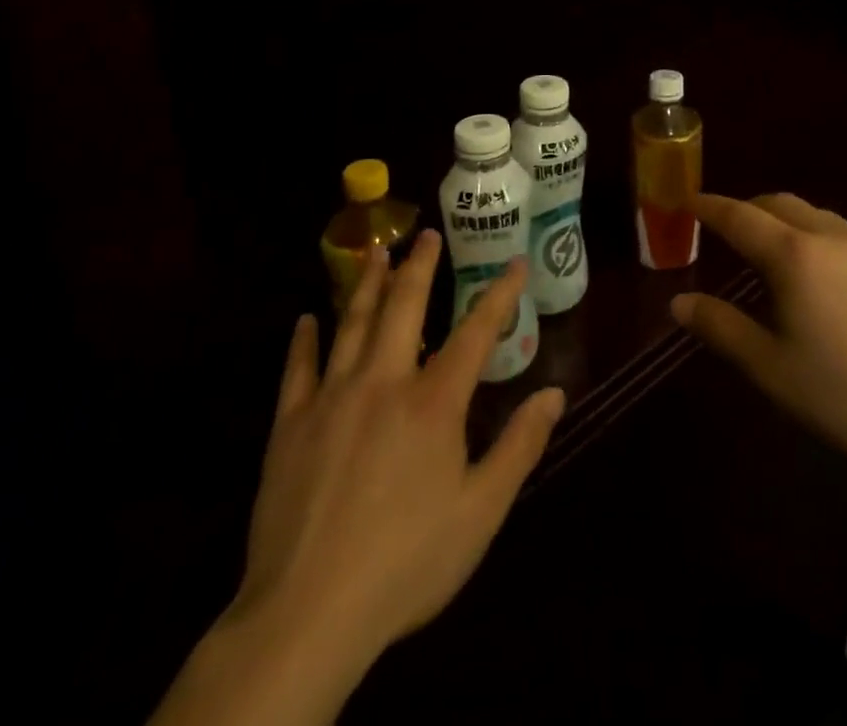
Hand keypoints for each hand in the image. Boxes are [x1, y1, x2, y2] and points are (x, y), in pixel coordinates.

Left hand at [151, 235, 564, 725]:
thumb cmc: (406, 562)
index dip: (500, 294)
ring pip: (353, 322)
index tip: (514, 263)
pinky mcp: (291, 424)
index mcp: (434, 402)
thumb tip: (554, 393)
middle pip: (405, 306)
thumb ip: (519, 446)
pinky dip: (304, 339)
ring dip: (367, 283)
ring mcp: (333, 397)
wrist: (308, 613)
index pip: (476, 331)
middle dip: (420, 266)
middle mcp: (384, 382)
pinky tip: (306, 318)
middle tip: (426, 234)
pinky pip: (298, 368)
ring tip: (376, 250)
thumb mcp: (480, 512)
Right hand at [671, 193, 846, 480]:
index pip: (740, 216)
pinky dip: (815, 235)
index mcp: (795, 256)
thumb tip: (678, 302)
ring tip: (769, 250)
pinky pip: (842, 232)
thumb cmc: (841, 396)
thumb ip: (719, 327)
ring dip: (783, 220)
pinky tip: (819, 273)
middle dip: (746, 208)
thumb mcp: (768, 367)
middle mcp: (831, 236)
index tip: (687, 201)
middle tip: (724, 228)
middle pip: (779, 203)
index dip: (709, 206)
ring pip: (814, 214)